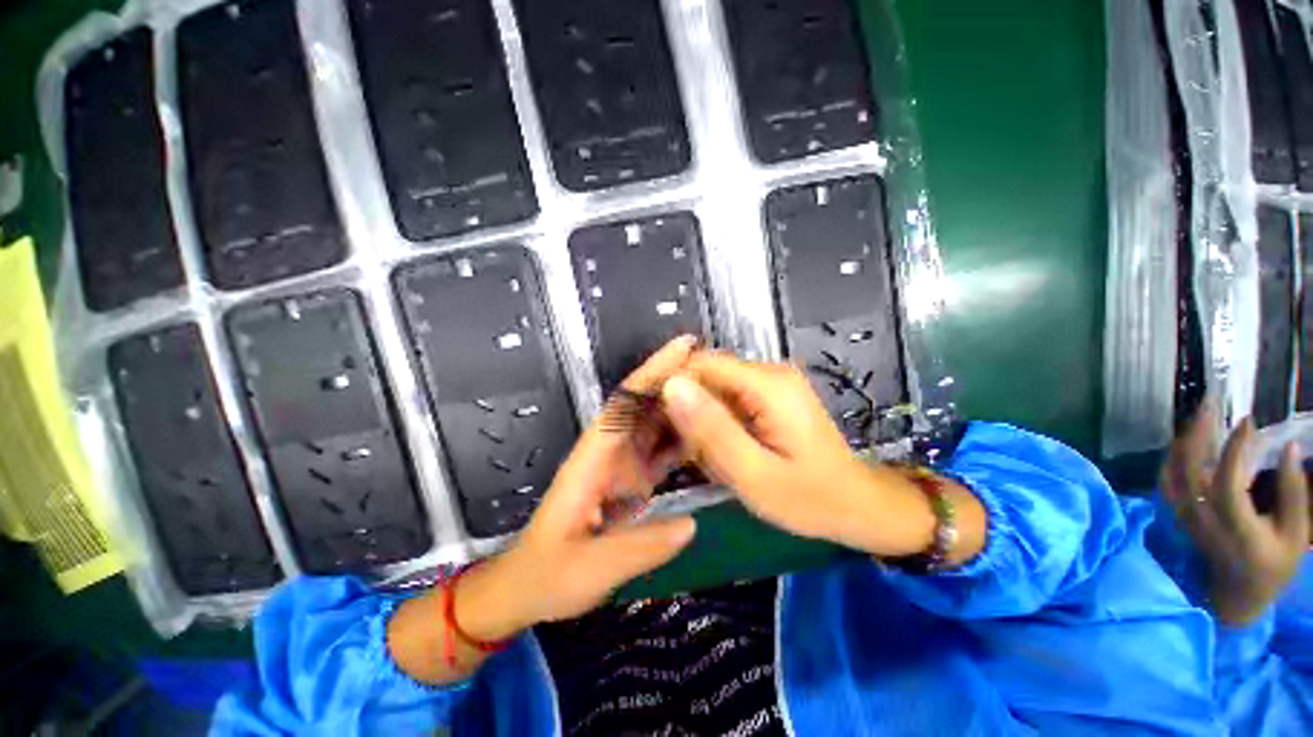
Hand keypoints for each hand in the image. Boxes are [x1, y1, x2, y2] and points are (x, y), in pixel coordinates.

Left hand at [391, 337, 698, 683]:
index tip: (684, 349)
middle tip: (720, 372)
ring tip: (722, 397)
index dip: (653, 372)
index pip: (626, 403)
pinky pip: (660, 452)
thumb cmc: (548, 574)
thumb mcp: (592, 568)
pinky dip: (682, 442)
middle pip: (645, 406)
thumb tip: (691, 524)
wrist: (528, 587)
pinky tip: (708, 439)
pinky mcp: (630, 481)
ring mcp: (621, 465)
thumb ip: (641, 546)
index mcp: (593, 458)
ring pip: (655, 426)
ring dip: (683, 409)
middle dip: (677, 384)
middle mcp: (609, 452)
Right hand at [659, 352, 984, 561]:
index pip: (698, 365)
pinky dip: (717, 423)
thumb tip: (671, 385)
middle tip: (687, 452)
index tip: (656, 425)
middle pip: (705, 375)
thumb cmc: (810, 498)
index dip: (671, 389)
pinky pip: (728, 399)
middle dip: (687, 409)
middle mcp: (768, 371)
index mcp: (766, 383)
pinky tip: (723, 451)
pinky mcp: (770, 395)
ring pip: (714, 389)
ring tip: (707, 458)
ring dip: (701, 420)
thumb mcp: (754, 474)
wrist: (858, 505)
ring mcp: (771, 382)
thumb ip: (711, 430)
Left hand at [1164, 402, 1309, 624]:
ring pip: (1173, 471)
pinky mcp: (1178, 516)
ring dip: (1183, 440)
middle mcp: (1203, 519)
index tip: (1247, 421)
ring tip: (1198, 414)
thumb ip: (1293, 492)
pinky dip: (1172, 456)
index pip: (1227, 480)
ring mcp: (1185, 517)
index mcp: (1236, 526)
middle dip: (1198, 433)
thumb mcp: (1295, 533)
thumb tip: (1289, 448)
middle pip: (1190, 469)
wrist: (1237, 596)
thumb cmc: (1273, 565)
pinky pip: (1166, 480)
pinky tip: (1183, 439)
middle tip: (1210, 403)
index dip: (1234, 449)